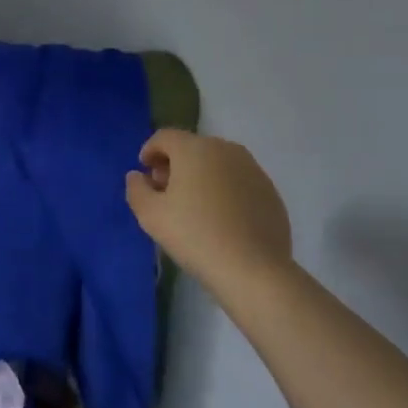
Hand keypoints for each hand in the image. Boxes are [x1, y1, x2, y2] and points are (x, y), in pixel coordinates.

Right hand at [125, 130, 292, 298]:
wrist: (253, 270)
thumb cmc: (194, 235)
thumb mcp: (149, 214)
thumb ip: (136, 189)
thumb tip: (138, 176)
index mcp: (194, 148)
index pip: (164, 137)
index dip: (149, 151)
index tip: (145, 174)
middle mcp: (225, 149)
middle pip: (192, 148)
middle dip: (175, 164)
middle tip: (166, 192)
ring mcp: (253, 170)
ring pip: (217, 164)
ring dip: (201, 176)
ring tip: (194, 207)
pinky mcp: (271, 192)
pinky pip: (238, 182)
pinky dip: (225, 191)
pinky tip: (221, 219)